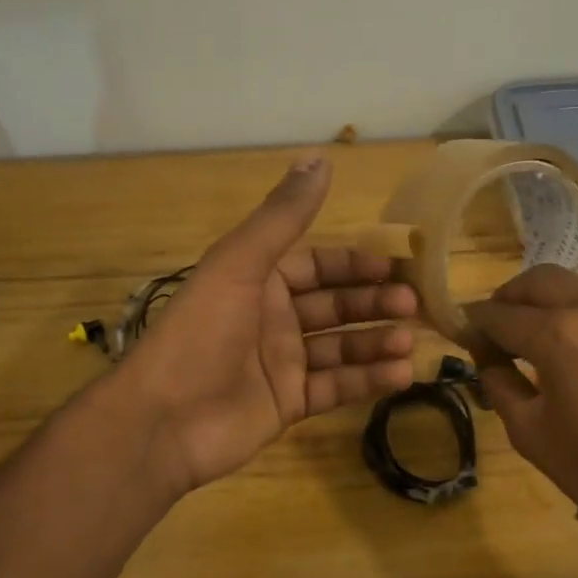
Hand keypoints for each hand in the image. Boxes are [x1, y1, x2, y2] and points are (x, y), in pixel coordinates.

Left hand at [119, 156, 417, 494]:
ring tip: (409, 341)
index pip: (317, 266)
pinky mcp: (289, 403)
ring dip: (376, 341)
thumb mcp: (240, 264)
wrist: (163, 420)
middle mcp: (273, 318)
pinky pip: (336, 387)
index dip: (354, 265)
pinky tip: (400, 374)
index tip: (394, 267)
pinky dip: (367, 380)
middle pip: (335, 306)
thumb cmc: (201, 332)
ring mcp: (282, 363)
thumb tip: (320, 157)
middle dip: (373, 303)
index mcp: (259, 281)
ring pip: (341, 347)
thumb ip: (282, 216)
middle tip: (414, 305)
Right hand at [465, 265, 577, 513]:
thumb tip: (485, 350)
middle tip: (508, 323)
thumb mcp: (528, 430)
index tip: (470, 331)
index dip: (477, 322)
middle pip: (541, 279)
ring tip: (568, 344)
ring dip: (567, 310)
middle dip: (514, 297)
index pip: (500, 313)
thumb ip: (497, 380)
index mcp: (558, 335)